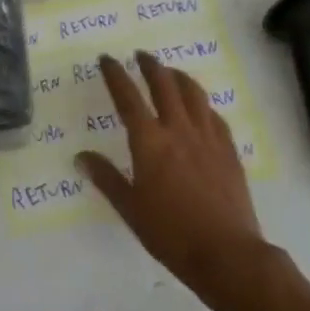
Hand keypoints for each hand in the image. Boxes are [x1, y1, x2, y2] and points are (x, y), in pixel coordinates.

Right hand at [78, 52, 272, 310]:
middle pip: (163, 84)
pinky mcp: (229, 150)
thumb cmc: (172, 234)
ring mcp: (207, 137)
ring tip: (170, 72)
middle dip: (150, 65)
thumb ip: (107, 179)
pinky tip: (201, 108)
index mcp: (149, 141)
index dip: (115, 75)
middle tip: (141, 55)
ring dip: (178, 76)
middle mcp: (178, 129)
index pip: (128, 97)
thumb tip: (81, 156)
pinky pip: (214, 116)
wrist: (228, 255)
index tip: (107, 59)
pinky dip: (203, 104)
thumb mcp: (131, 209)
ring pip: (193, 93)